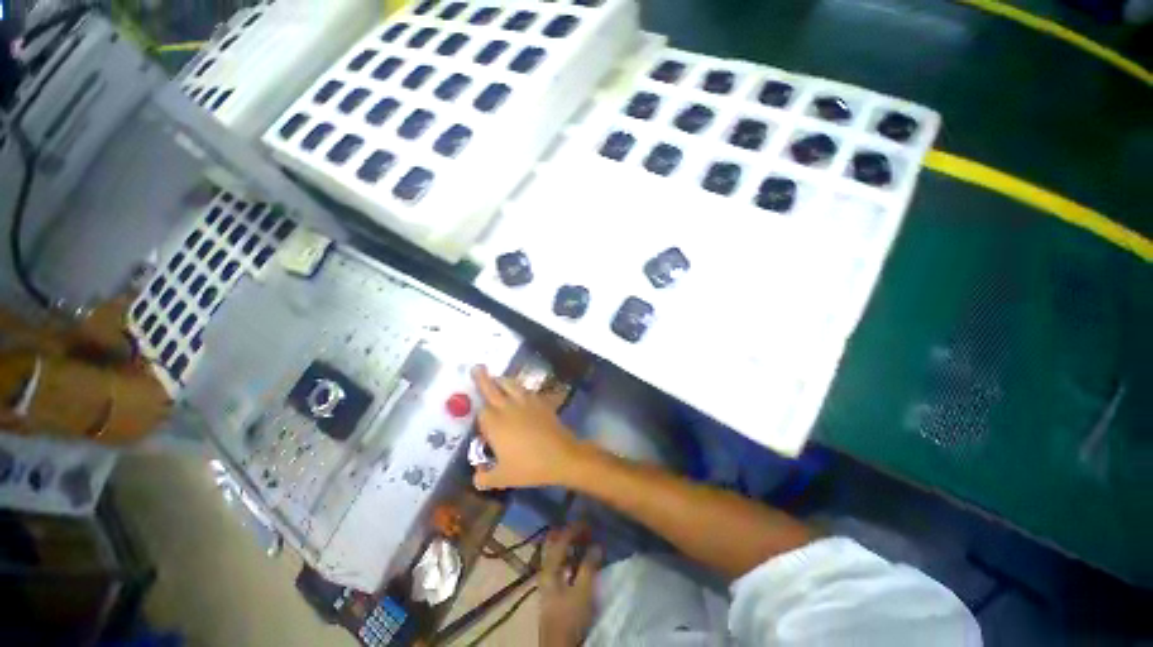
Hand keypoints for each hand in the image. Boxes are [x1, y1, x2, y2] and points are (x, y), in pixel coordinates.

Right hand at [471, 366, 584, 490]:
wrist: (561, 456)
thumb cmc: (529, 467)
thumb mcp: (502, 478)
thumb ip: (484, 478)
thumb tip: (476, 477)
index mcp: (495, 424)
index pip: (481, 411)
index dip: (480, 415)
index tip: (482, 425)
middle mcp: (508, 408)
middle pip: (492, 388)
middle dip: (482, 378)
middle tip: (477, 367)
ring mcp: (526, 402)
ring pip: (510, 384)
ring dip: (502, 380)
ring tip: (498, 379)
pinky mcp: (540, 402)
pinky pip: (526, 390)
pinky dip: (519, 388)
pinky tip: (520, 393)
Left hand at [540, 524, 600, 646]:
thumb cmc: (570, 618)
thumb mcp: (583, 592)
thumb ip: (589, 566)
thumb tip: (597, 545)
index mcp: (549, 568)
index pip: (560, 540)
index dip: (574, 529)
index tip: (589, 523)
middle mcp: (545, 570)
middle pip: (553, 545)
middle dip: (568, 534)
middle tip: (584, 530)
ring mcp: (547, 581)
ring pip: (556, 554)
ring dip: (570, 546)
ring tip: (585, 542)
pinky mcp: (553, 590)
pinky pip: (560, 564)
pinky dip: (570, 557)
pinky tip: (580, 561)